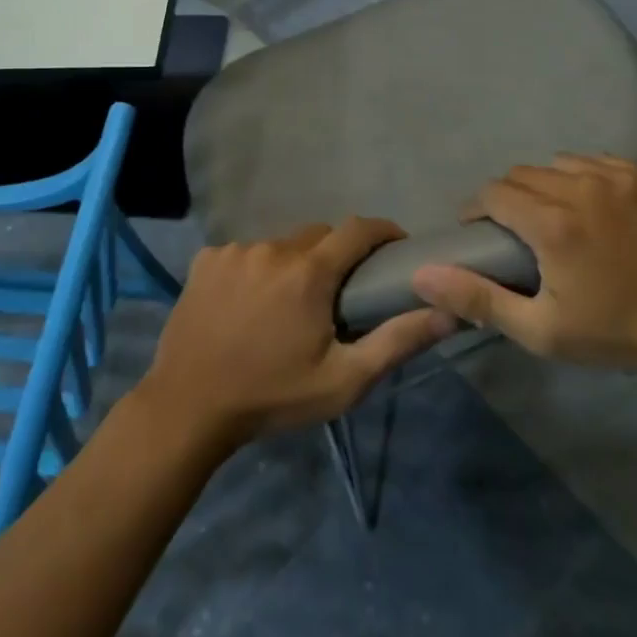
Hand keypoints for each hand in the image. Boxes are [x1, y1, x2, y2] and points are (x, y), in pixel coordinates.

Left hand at [142, 217, 455, 448]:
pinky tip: (246, 304)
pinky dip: (255, 270)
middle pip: (318, 236)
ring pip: (280, 245)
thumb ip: (397, 341)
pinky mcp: (205, 260)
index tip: (395, 247)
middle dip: (335, 255)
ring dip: (292, 265)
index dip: (382, 231)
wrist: (188, 407)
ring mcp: (234, 251)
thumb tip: (448, 311)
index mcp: (309, 271)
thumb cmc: (272, 396)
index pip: (358, 229)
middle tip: (337, 293)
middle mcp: (273, 248)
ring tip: (286, 305)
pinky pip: (244, 253)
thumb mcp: (343, 380)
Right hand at [411, 155, 636, 375]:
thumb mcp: (539, 330)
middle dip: (510, 197)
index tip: (481, 231)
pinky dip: (588, 178)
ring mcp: (622, 177)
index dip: (478, 210)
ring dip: (549, 184)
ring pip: (561, 163)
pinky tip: (597, 206)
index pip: (495, 193)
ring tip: (557, 214)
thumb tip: (423, 273)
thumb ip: (477, 298)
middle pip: (524, 174)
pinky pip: (601, 162)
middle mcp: (584, 188)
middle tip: (518, 229)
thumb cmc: (614, 332)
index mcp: (553, 224)